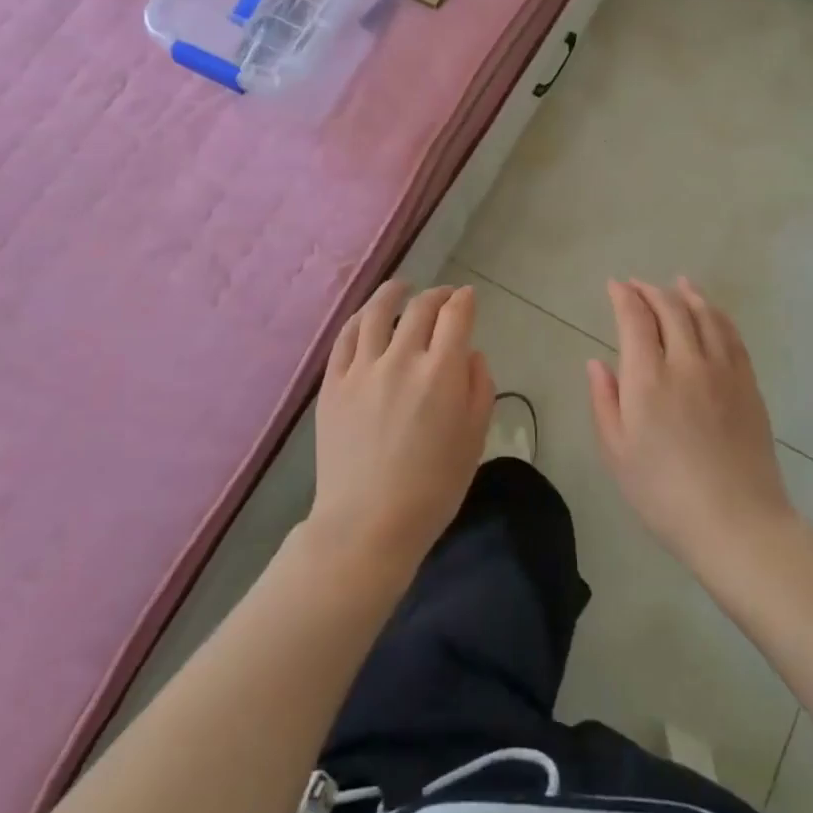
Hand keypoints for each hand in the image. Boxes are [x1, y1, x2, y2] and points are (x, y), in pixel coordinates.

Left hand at [307, 281, 493, 575]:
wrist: (367, 524)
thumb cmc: (432, 489)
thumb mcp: (474, 440)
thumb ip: (478, 388)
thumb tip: (470, 353)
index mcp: (440, 373)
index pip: (456, 316)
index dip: (464, 300)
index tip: (468, 297)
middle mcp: (401, 359)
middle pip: (420, 309)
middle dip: (437, 296)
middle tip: (443, 296)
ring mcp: (362, 369)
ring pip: (377, 313)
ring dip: (393, 293)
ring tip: (401, 288)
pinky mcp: (333, 383)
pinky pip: (346, 337)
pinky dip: (360, 318)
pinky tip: (367, 316)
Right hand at [587, 278, 800, 576]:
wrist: (737, 522)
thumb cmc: (664, 493)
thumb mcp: (617, 453)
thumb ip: (604, 401)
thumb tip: (597, 363)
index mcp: (648, 379)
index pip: (635, 319)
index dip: (624, 296)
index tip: (614, 286)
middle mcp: (686, 362)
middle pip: (670, 309)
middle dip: (650, 291)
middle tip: (637, 285)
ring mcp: (722, 371)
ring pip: (704, 316)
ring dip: (687, 294)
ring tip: (677, 283)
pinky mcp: (748, 384)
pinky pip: (732, 335)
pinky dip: (717, 315)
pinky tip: (711, 313)